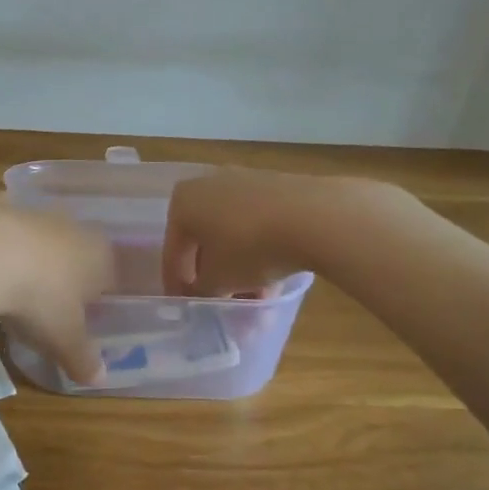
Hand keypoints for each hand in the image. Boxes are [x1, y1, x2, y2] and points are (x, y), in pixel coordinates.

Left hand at [0, 198, 113, 384]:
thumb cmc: (41, 298)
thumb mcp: (64, 339)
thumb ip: (83, 359)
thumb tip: (100, 380)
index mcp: (99, 255)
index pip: (108, 274)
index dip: (97, 295)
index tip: (82, 315)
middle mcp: (72, 226)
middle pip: (75, 249)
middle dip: (65, 271)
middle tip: (48, 300)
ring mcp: (34, 212)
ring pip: (40, 233)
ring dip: (31, 253)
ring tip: (14, 282)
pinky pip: (2, 223)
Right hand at [162, 169, 341, 296]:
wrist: (314, 217)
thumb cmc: (249, 247)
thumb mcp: (218, 280)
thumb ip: (201, 290)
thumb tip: (201, 293)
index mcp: (183, 201)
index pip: (173, 250)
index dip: (176, 283)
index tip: (184, 306)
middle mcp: (209, 184)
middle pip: (205, 240)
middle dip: (214, 275)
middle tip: (222, 303)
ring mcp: (246, 182)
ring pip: (235, 234)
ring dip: (240, 269)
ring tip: (255, 301)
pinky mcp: (278, 188)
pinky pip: (259, 225)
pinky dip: (260, 252)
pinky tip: (273, 280)